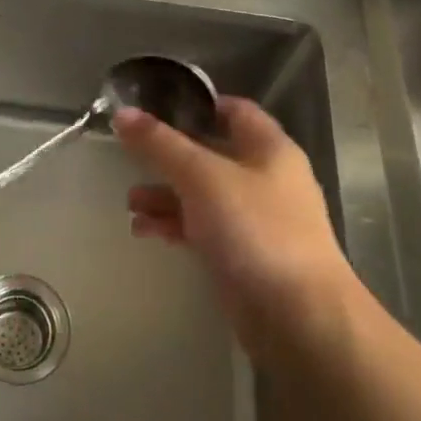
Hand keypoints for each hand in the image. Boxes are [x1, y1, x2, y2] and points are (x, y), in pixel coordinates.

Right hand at [114, 97, 357, 355]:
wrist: (298, 316)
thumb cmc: (255, 229)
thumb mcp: (202, 176)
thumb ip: (160, 144)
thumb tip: (123, 113)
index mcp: (269, 148)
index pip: (233, 109)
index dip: (196, 104)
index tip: (154, 106)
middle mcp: (265, 178)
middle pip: (211, 153)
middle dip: (168, 156)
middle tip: (130, 157)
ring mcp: (255, 219)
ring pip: (202, 194)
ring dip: (165, 194)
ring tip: (130, 203)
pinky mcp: (242, 254)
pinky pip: (201, 228)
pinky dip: (173, 225)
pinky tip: (144, 230)